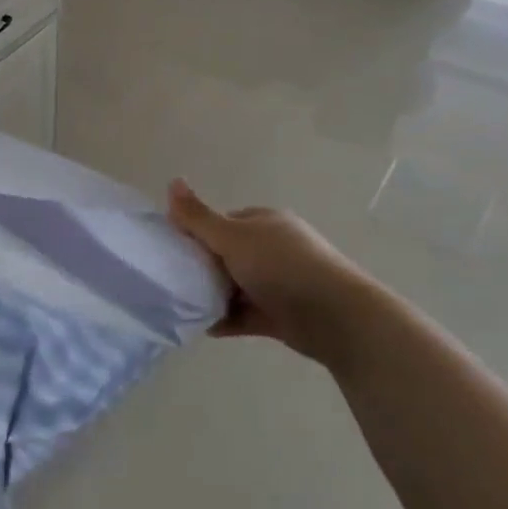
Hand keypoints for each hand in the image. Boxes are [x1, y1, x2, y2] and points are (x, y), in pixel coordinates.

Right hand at [167, 180, 397, 372]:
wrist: (335, 317)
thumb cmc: (281, 266)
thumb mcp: (232, 237)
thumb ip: (198, 216)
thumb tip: (172, 181)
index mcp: (264, 222)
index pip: (222, 222)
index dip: (197, 234)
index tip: (172, 251)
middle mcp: (272, 248)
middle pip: (227, 255)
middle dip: (202, 268)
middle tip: (174, 280)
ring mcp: (278, 282)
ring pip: (235, 286)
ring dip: (212, 296)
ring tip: (183, 306)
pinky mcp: (280, 314)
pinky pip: (245, 314)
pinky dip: (226, 319)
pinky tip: (203, 327)